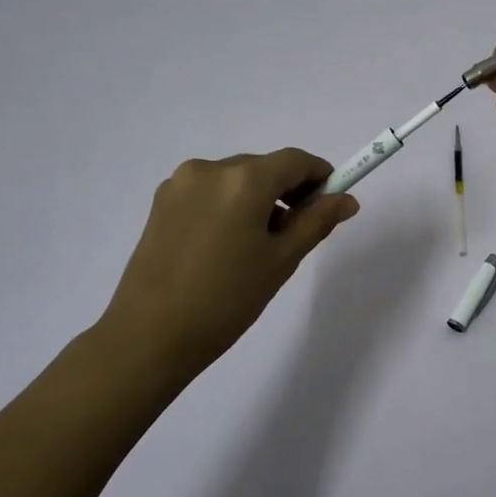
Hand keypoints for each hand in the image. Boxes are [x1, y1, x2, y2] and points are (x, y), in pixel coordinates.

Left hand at [101, 149, 358, 381]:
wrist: (149, 336)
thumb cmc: (226, 300)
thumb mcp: (281, 261)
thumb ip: (316, 222)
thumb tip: (346, 199)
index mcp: (244, 180)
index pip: (295, 160)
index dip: (320, 176)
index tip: (331, 202)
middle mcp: (211, 168)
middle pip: (264, 167)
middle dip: (287, 191)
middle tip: (296, 233)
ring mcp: (181, 183)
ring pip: (236, 179)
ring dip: (256, 199)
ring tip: (257, 246)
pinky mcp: (161, 201)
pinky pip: (209, 191)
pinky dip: (228, 205)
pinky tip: (225, 245)